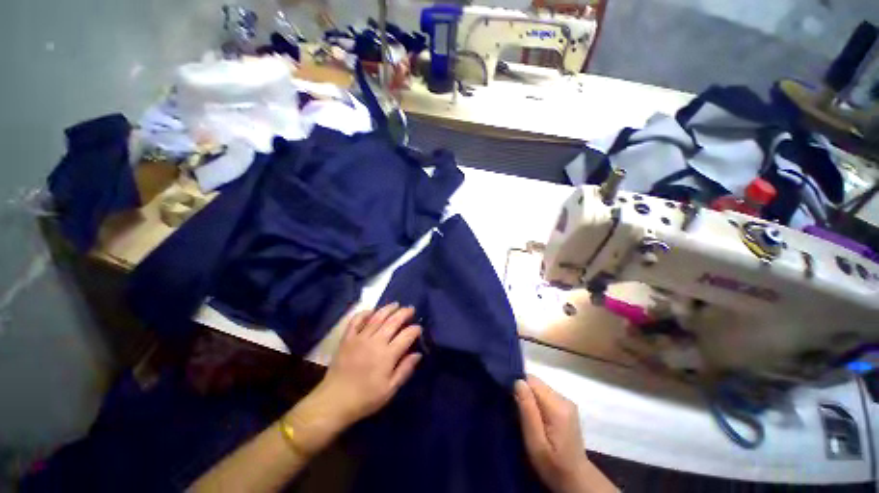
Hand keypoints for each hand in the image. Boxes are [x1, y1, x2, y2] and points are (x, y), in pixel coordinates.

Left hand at [284, 303, 421, 454]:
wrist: (334, 402)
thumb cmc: (365, 398)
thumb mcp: (390, 390)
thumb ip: (405, 370)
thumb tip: (418, 354)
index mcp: (388, 355)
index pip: (406, 335)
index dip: (415, 329)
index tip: (419, 328)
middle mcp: (375, 341)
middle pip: (393, 321)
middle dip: (404, 313)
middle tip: (411, 309)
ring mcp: (360, 338)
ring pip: (377, 317)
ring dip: (388, 309)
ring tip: (396, 304)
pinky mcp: (347, 338)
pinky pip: (356, 321)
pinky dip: (364, 313)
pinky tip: (371, 311)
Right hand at [515, 375, 616, 492]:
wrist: (576, 479)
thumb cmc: (552, 465)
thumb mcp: (535, 442)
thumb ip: (527, 410)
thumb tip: (518, 381)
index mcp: (557, 407)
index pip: (531, 381)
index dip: (518, 386)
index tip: (509, 400)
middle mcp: (564, 399)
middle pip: (536, 383)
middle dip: (523, 392)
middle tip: (515, 412)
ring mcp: (567, 402)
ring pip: (539, 388)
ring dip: (529, 398)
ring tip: (525, 416)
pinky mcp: (566, 406)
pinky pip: (544, 394)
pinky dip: (536, 402)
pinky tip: (535, 417)